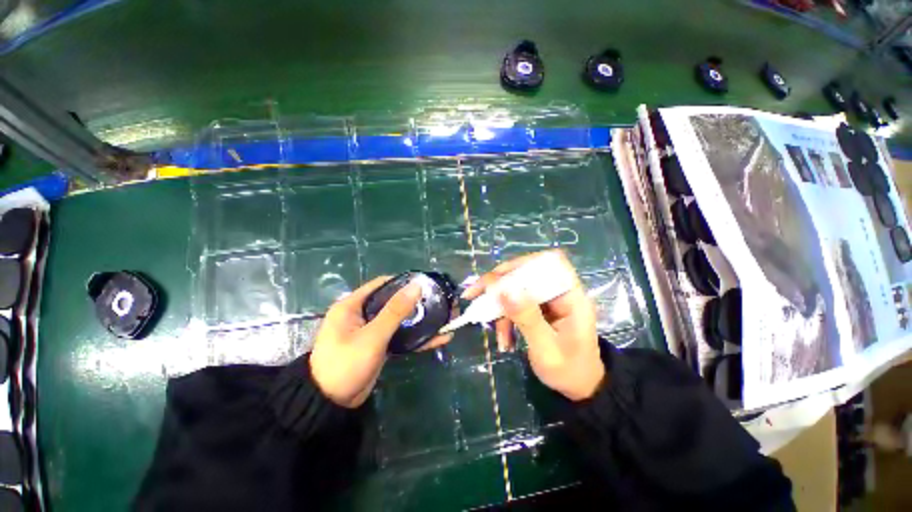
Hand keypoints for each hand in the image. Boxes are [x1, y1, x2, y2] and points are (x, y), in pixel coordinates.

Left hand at [310, 276, 453, 407]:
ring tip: (443, 319)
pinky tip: (437, 339)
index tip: (425, 285)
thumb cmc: (345, 364)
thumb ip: (395, 311)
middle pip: (392, 302)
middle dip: (416, 304)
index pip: (381, 285)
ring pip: (399, 320)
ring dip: (419, 322)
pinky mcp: (378, 346)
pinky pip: (399, 336)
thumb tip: (416, 286)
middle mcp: (361, 314)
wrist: (330, 405)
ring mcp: (371, 331)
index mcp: (352, 305)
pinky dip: (416, 338)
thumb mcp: (372, 336)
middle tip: (438, 303)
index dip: (403, 283)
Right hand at [462, 250, 604, 400]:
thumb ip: (527, 318)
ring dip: (499, 306)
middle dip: (499, 284)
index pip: (550, 262)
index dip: (523, 264)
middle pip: (526, 273)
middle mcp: (558, 292)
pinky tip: (503, 338)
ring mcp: (547, 300)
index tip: (498, 277)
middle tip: (474, 293)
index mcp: (571, 296)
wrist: (578, 387)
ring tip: (492, 330)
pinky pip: (514, 303)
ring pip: (516, 288)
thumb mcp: (546, 349)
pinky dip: (504, 317)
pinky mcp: (537, 308)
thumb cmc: (568, 371)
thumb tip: (504, 290)